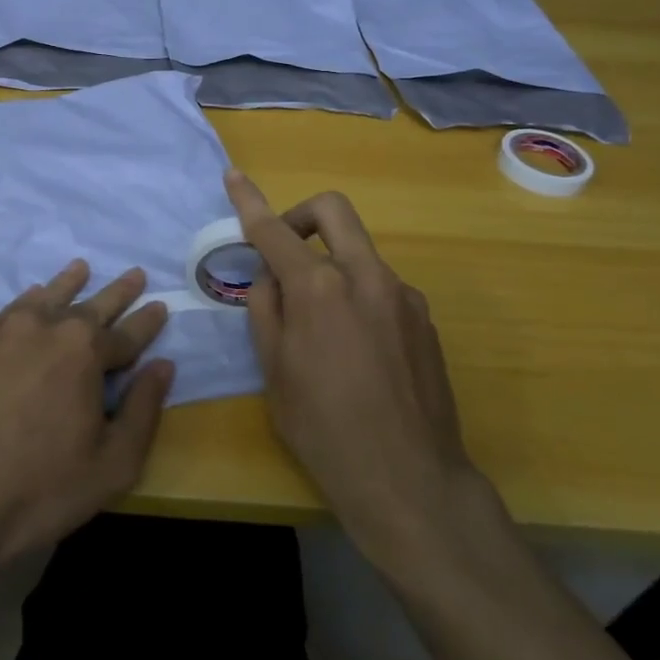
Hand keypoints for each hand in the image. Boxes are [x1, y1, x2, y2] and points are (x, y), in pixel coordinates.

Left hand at [0, 262, 173, 580]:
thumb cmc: (36, 489)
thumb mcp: (110, 465)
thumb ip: (143, 411)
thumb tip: (163, 367)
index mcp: (83, 350)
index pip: (127, 333)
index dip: (147, 322)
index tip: (161, 305)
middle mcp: (40, 326)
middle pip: (87, 304)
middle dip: (116, 291)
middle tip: (134, 274)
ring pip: (38, 299)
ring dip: (64, 285)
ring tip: (78, 269)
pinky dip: (18, 312)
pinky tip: (16, 318)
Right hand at [224, 169, 491, 567]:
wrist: (410, 482)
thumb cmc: (325, 429)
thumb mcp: (274, 371)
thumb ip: (266, 310)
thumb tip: (270, 279)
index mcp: (319, 288)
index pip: (274, 231)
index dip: (249, 201)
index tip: (234, 177)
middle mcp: (365, 277)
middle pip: (332, 211)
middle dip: (300, 215)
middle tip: (283, 251)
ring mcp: (403, 296)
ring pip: (358, 253)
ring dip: (330, 265)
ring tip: (318, 325)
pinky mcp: (425, 320)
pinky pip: (381, 287)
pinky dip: (356, 295)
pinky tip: (355, 349)